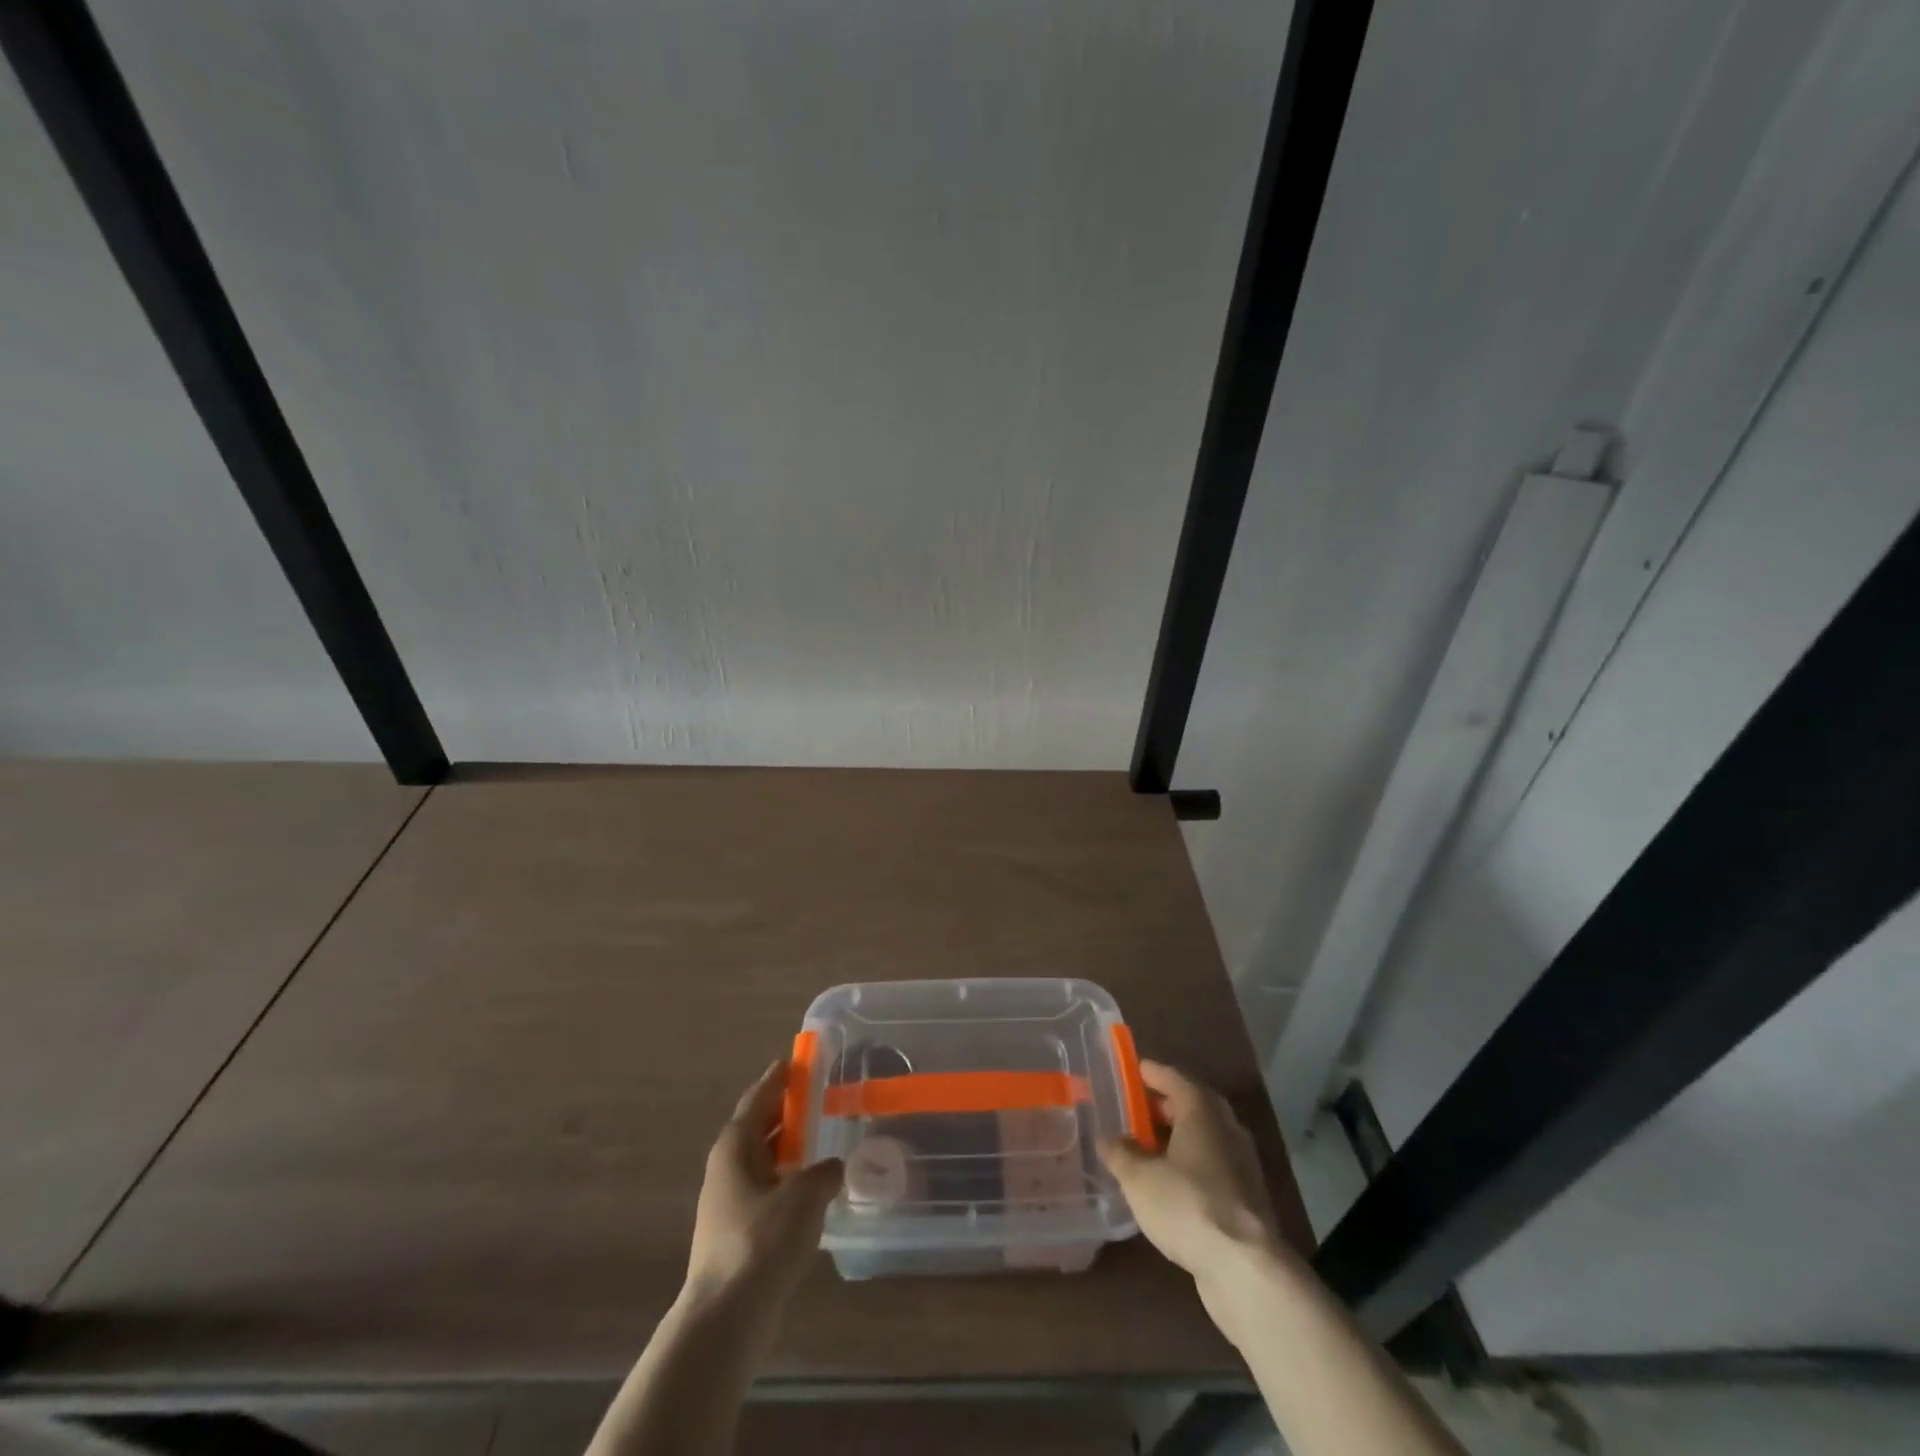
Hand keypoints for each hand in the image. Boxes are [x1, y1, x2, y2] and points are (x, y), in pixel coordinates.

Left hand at [685, 1060, 842, 1315]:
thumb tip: (832, 1167)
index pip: (758, 1099)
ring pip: (762, 1161)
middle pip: (757, 1128)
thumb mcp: (803, 1196)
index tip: (795, 1061)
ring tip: (818, 1139)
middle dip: (784, 1112)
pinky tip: (809, 1190)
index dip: (777, 1079)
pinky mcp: (735, 1235)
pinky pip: (766, 1190)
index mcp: (735, 1147)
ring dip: (787, 1148)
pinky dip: (786, 1180)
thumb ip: (823, 1173)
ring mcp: (727, 1204)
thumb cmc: (761, 1242)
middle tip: (815, 1096)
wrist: (725, 1318)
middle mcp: (726, 1169)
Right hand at [1099, 1061, 1289, 1289]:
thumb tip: (1107, 1138)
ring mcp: (1241, 1164)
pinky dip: (1190, 1164)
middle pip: (1192, 1105)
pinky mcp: (1246, 1198)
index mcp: (1201, 1110)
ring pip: (1204, 1137)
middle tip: (1136, 1109)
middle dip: (1164, 1105)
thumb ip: (1120, 1153)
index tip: (1133, 1069)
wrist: (1246, 1268)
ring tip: (1147, 1147)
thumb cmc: (1188, 1205)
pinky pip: (1212, 1166)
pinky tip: (1169, 1183)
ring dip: (1177, 1137)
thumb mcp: (1139, 1178)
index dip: (1151, 1073)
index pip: (1174, 1077)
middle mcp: (1226, 1128)